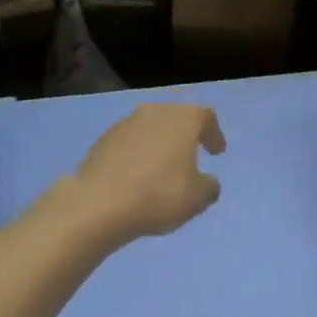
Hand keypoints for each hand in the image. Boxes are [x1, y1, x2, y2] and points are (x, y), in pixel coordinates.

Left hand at [70, 102, 225, 241]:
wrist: (99, 203)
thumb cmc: (158, 195)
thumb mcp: (198, 198)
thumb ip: (209, 186)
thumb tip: (206, 182)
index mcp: (182, 119)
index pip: (205, 117)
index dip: (214, 133)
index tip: (217, 152)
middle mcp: (153, 112)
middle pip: (175, 118)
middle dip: (184, 136)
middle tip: (191, 155)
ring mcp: (124, 124)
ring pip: (149, 129)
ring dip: (158, 145)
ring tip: (162, 169)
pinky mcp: (101, 141)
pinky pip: (128, 144)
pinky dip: (137, 155)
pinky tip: (136, 177)